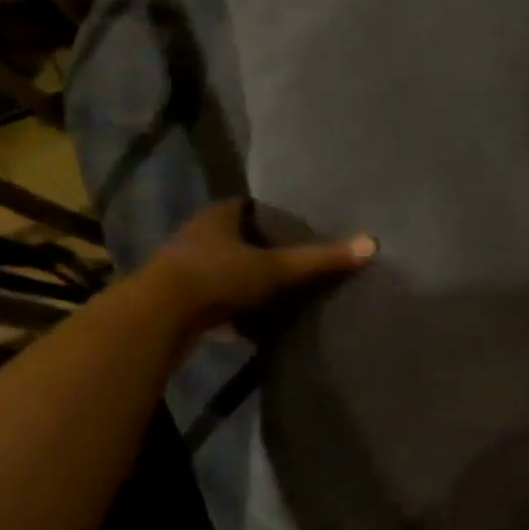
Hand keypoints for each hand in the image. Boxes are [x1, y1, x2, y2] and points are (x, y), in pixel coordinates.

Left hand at [152, 199, 375, 327]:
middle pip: (235, 238)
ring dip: (242, 280)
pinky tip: (249, 323)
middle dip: (259, 250)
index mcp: (219, 215)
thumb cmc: (217, 277)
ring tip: (276, 293)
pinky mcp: (175, 301)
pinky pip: (211, 299)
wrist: (157, 319)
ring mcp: (182, 268)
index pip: (250, 206)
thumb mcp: (275, 269)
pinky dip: (229, 308)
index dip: (272, 216)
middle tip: (292, 262)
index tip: (297, 229)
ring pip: (221, 269)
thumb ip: (320, 260)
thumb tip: (371, 244)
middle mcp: (197, 235)